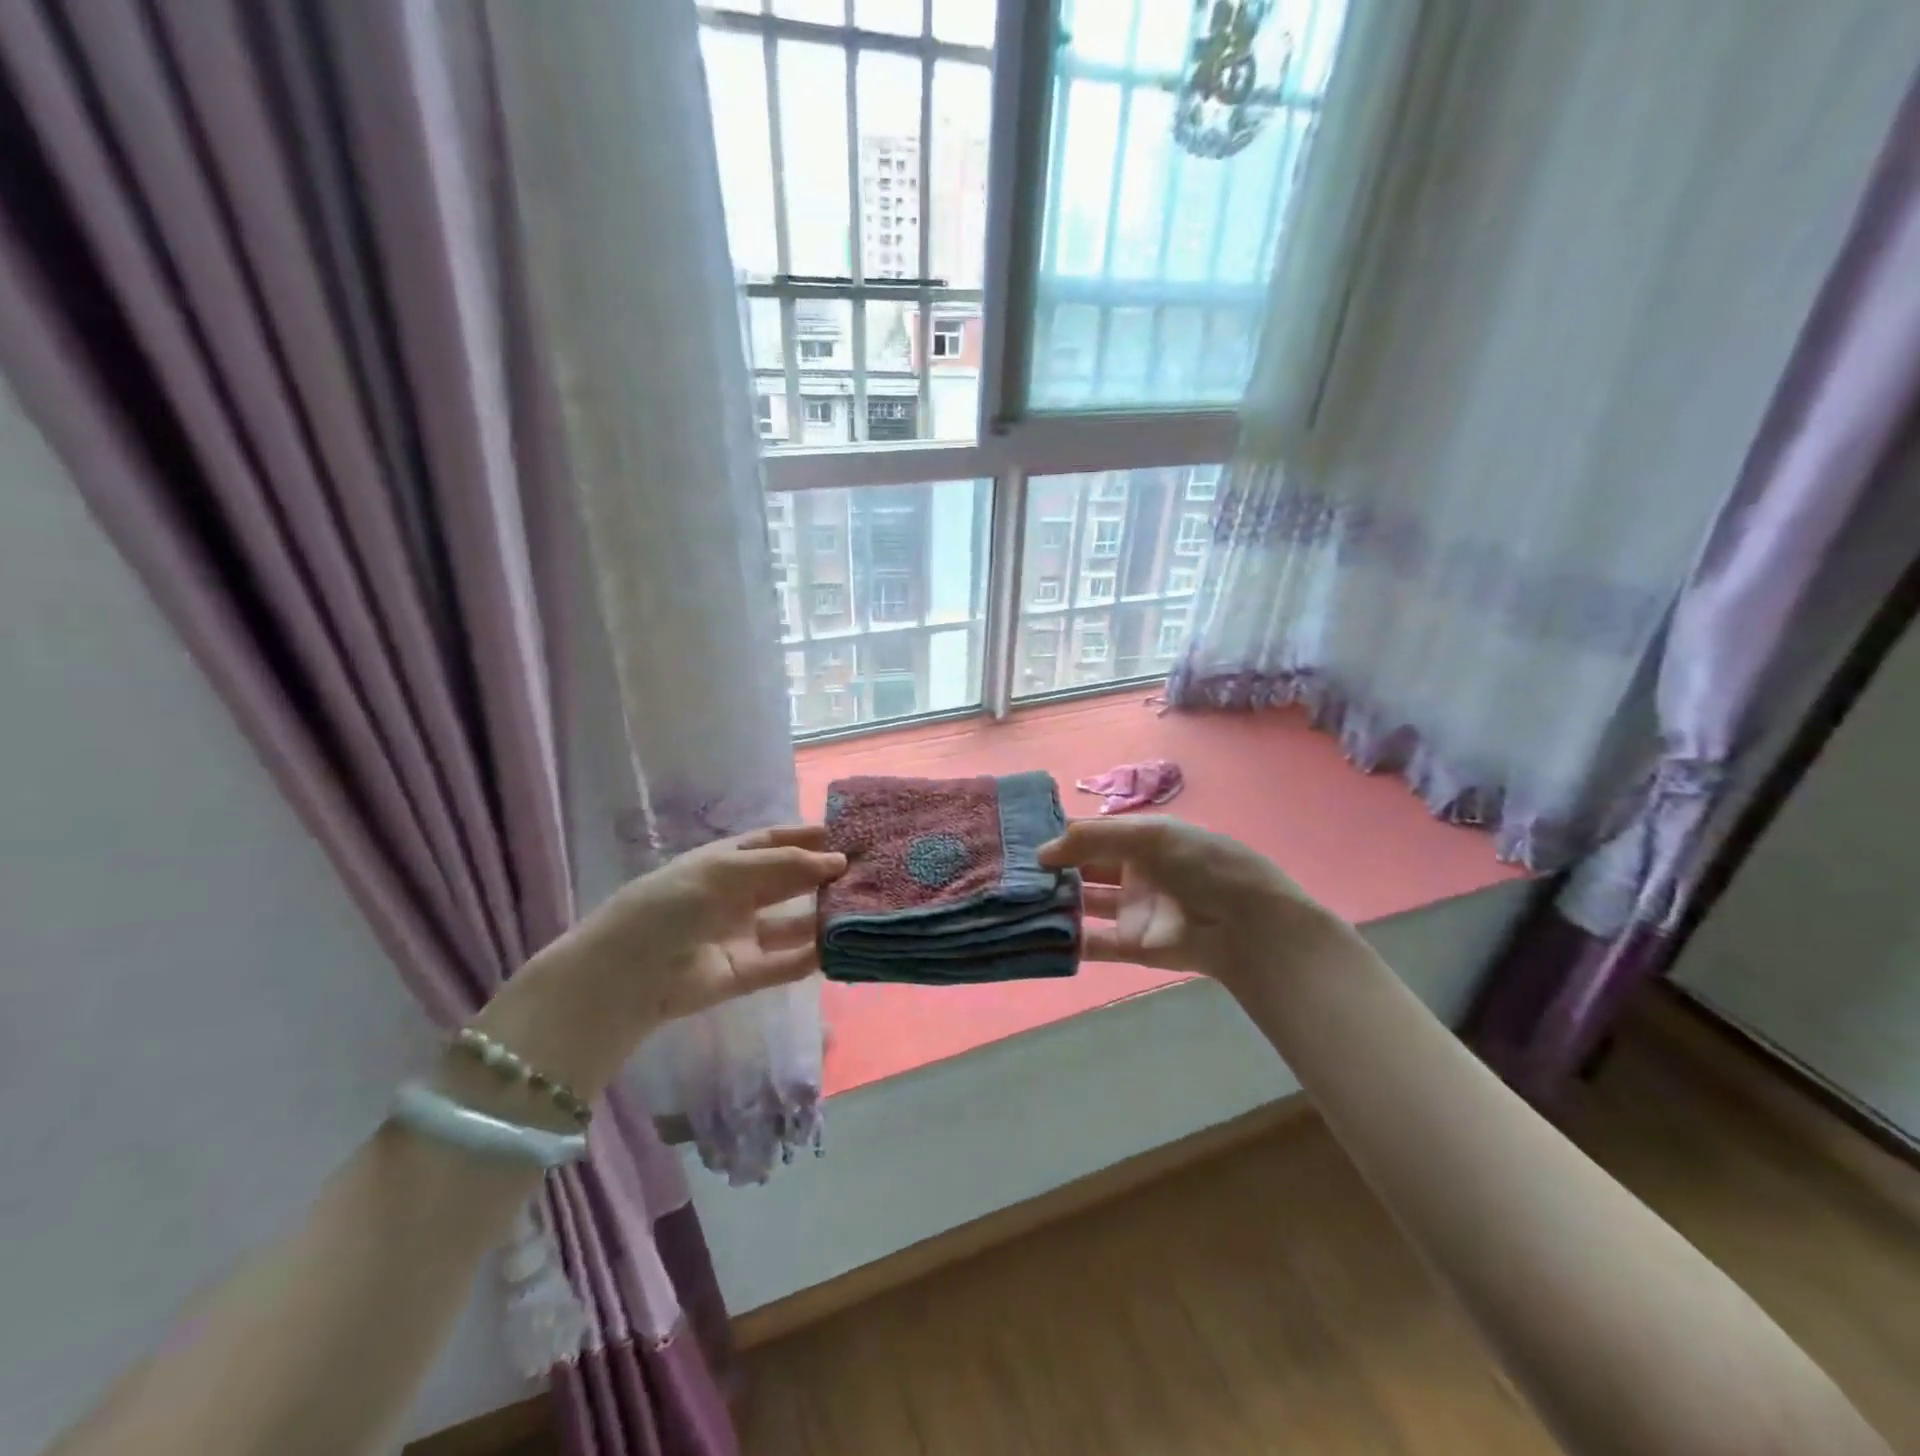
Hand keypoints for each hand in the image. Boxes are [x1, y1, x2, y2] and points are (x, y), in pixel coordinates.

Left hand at [477, 826, 844, 1098]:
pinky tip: (840, 945)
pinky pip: (786, 962)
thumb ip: (783, 865)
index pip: (772, 843)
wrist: (628, 973)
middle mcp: (736, 895)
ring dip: (822, 915)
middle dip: (821, 875)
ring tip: (860, 907)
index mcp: (724, 862)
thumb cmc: (672, 903)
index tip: (844, 835)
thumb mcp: (725, 870)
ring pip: (792, 922)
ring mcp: (742, 935)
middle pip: (787, 880)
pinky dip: (813, 955)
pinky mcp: (746, 973)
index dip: (805, 837)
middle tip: (864, 870)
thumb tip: (837, 862)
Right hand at [1038, 816, 1348, 995]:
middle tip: (1005, 873)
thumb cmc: (1203, 865)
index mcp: (1140, 839)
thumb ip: (1094, 837)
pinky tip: (1035, 934)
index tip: (1016, 839)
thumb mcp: (1151, 835)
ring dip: (1053, 904)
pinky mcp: (1132, 947)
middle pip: (1081, 869)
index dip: (1058, 835)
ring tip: (1012, 903)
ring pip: (1082, 905)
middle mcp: (1132, 872)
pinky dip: (1067, 941)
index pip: (1090, 834)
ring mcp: (1131, 911)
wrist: (1249, 925)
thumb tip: (1042, 852)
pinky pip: (1093, 944)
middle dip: (1049, 871)